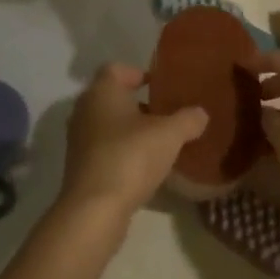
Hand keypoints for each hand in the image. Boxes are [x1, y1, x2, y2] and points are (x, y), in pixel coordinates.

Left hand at [57, 64, 208, 223]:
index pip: (116, 69)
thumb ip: (188, 119)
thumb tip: (200, 113)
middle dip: (137, 104)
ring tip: (159, 142)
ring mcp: (79, 140)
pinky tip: (144, 166)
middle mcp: (84, 110)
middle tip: (165, 114)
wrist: (94, 209)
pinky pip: (104, 149)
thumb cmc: (130, 157)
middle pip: (112, 97)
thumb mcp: (169, 134)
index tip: (159, 85)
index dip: (138, 73)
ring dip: (130, 130)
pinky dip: (122, 151)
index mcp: (102, 91)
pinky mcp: (80, 167)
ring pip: (107, 125)